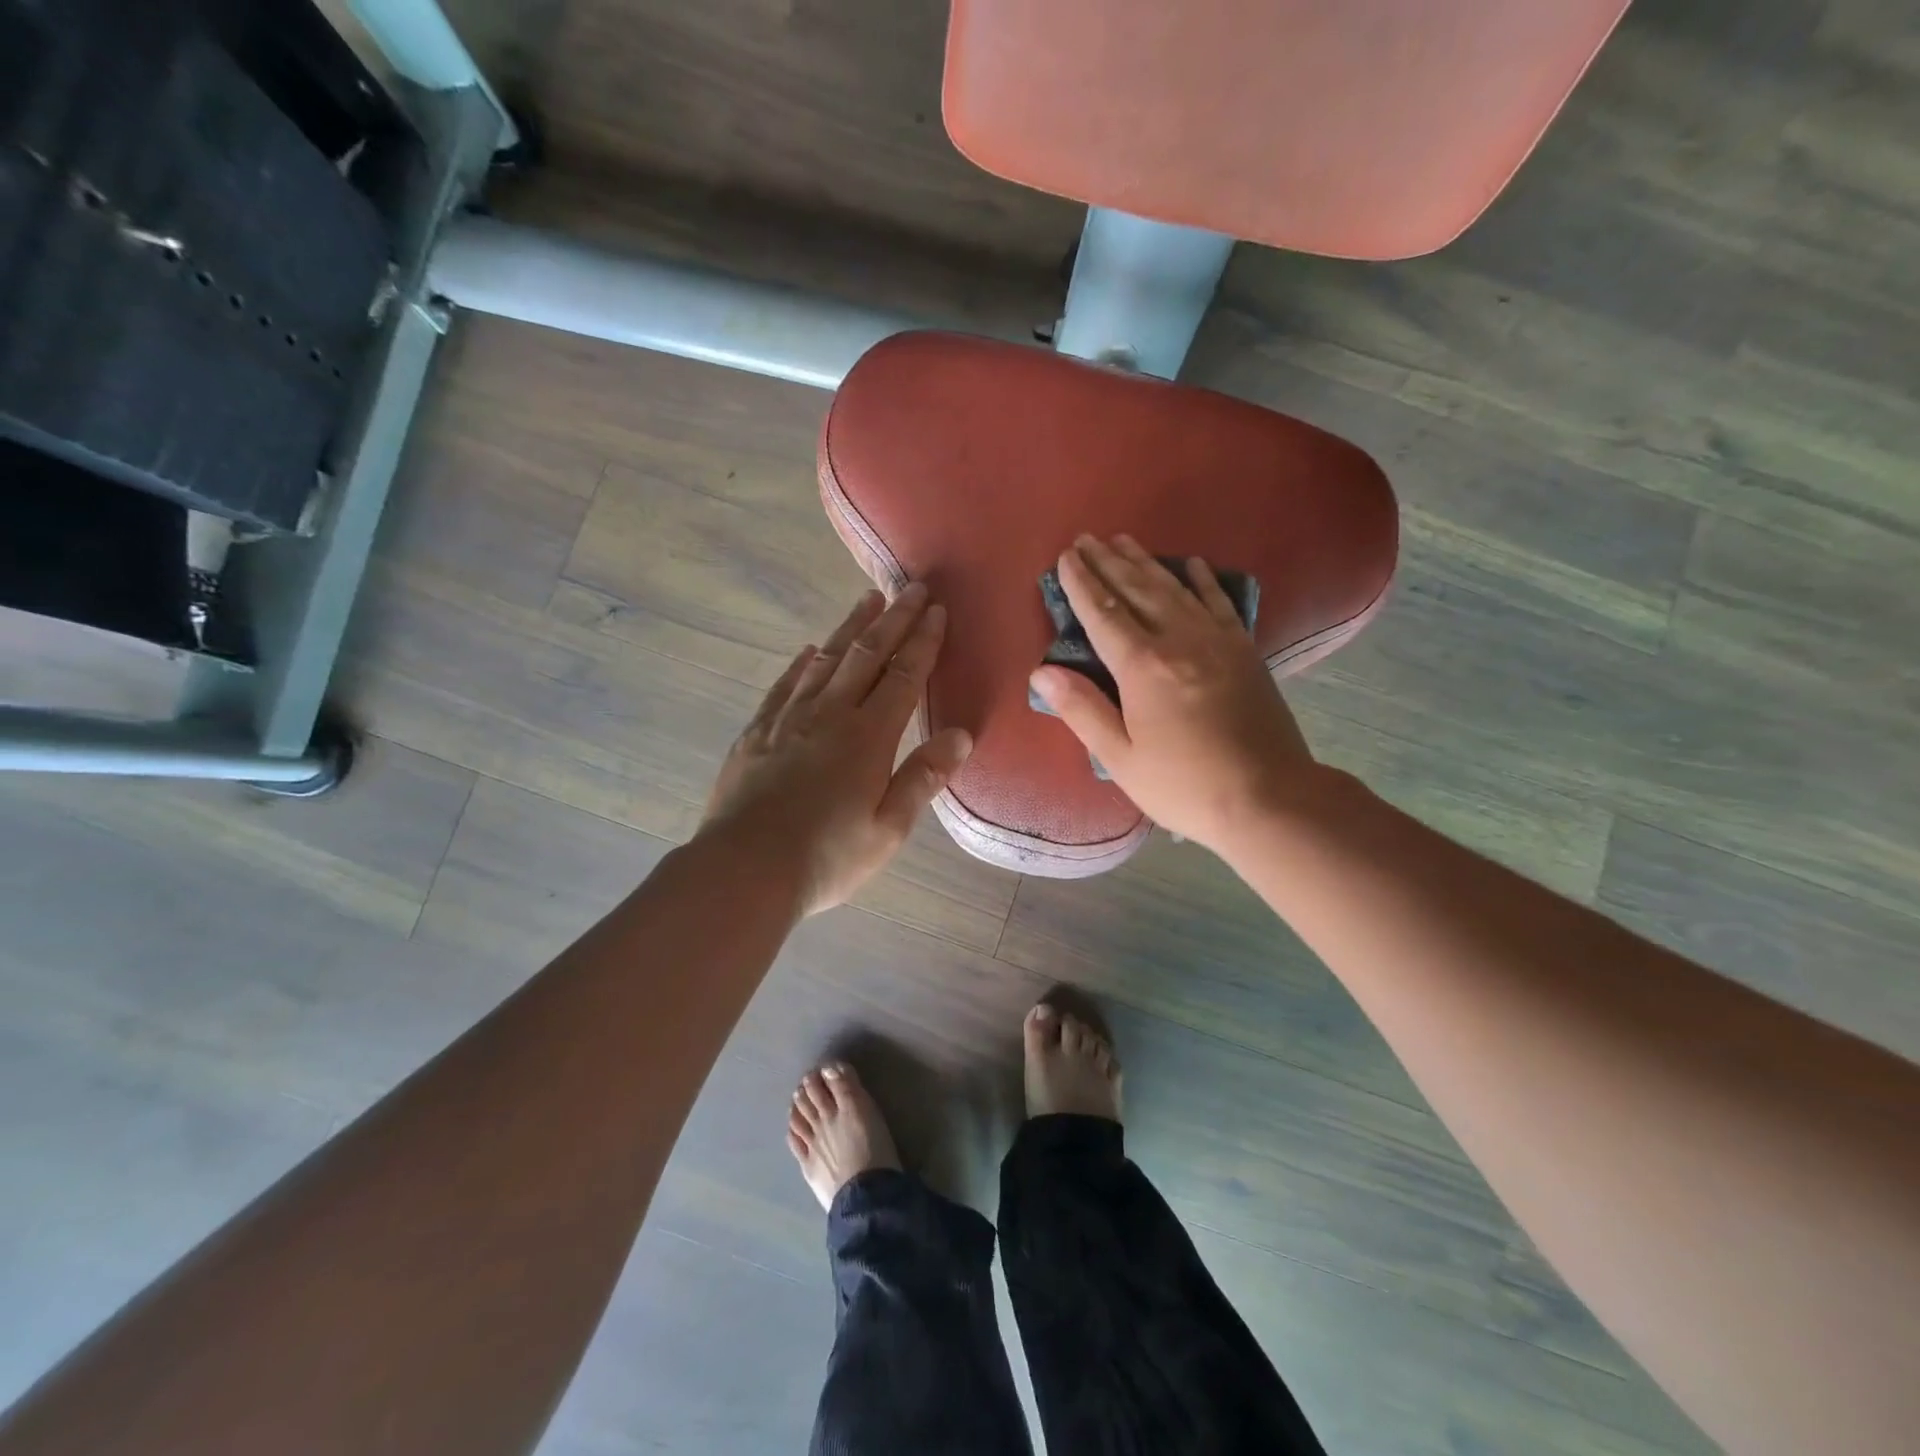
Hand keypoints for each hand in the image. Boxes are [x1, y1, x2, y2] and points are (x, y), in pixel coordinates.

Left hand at [702, 584, 972, 915]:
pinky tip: (810, 651)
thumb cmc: (827, 857)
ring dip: (850, 628)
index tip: (936, 610)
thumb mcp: (888, 829)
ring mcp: (787, 720)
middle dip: (893, 619)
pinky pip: (784, 685)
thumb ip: (923, 777)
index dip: (923, 641)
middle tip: (910, 588)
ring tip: (867, 600)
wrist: (744, 870)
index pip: (903, 676)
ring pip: (825, 661)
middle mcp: (829, 715)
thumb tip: (961, 735)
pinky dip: (801, 663)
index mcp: (868, 737)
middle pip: (867, 655)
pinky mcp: (756, 733)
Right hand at [1028, 534, 1315, 852]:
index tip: (1066, 557)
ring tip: (1123, 540)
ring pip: (1174, 588)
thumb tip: (1042, 670)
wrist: (1269, 798)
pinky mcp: (1244, 649)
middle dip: (1107, 562)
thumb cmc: (1185, 785)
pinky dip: (1202, 579)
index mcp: (1143, 667)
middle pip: (1137, 590)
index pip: (1103, 614)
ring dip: (1145, 562)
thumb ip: (1082, 710)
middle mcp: (1179, 640)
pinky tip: (1190, 563)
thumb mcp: (1122, 758)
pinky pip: (1218, 602)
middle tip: (1087, 539)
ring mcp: (1217, 640)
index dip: (1081, 584)